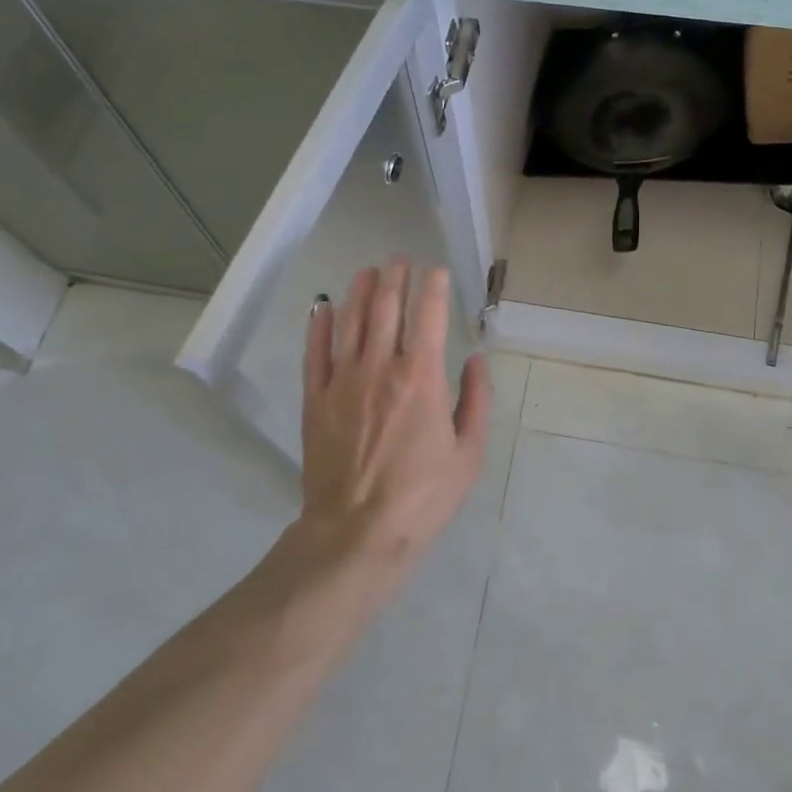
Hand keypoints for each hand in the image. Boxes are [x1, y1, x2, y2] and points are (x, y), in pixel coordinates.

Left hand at [279, 260, 490, 601]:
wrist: (357, 532)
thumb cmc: (423, 497)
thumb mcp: (468, 454)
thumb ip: (476, 401)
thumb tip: (475, 360)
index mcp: (422, 378)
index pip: (429, 315)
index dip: (434, 286)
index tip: (437, 271)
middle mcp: (380, 368)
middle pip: (386, 308)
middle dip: (395, 277)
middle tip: (399, 259)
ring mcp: (342, 381)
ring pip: (351, 322)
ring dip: (360, 291)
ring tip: (367, 270)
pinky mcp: (315, 399)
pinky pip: (315, 353)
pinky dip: (320, 326)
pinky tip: (324, 307)